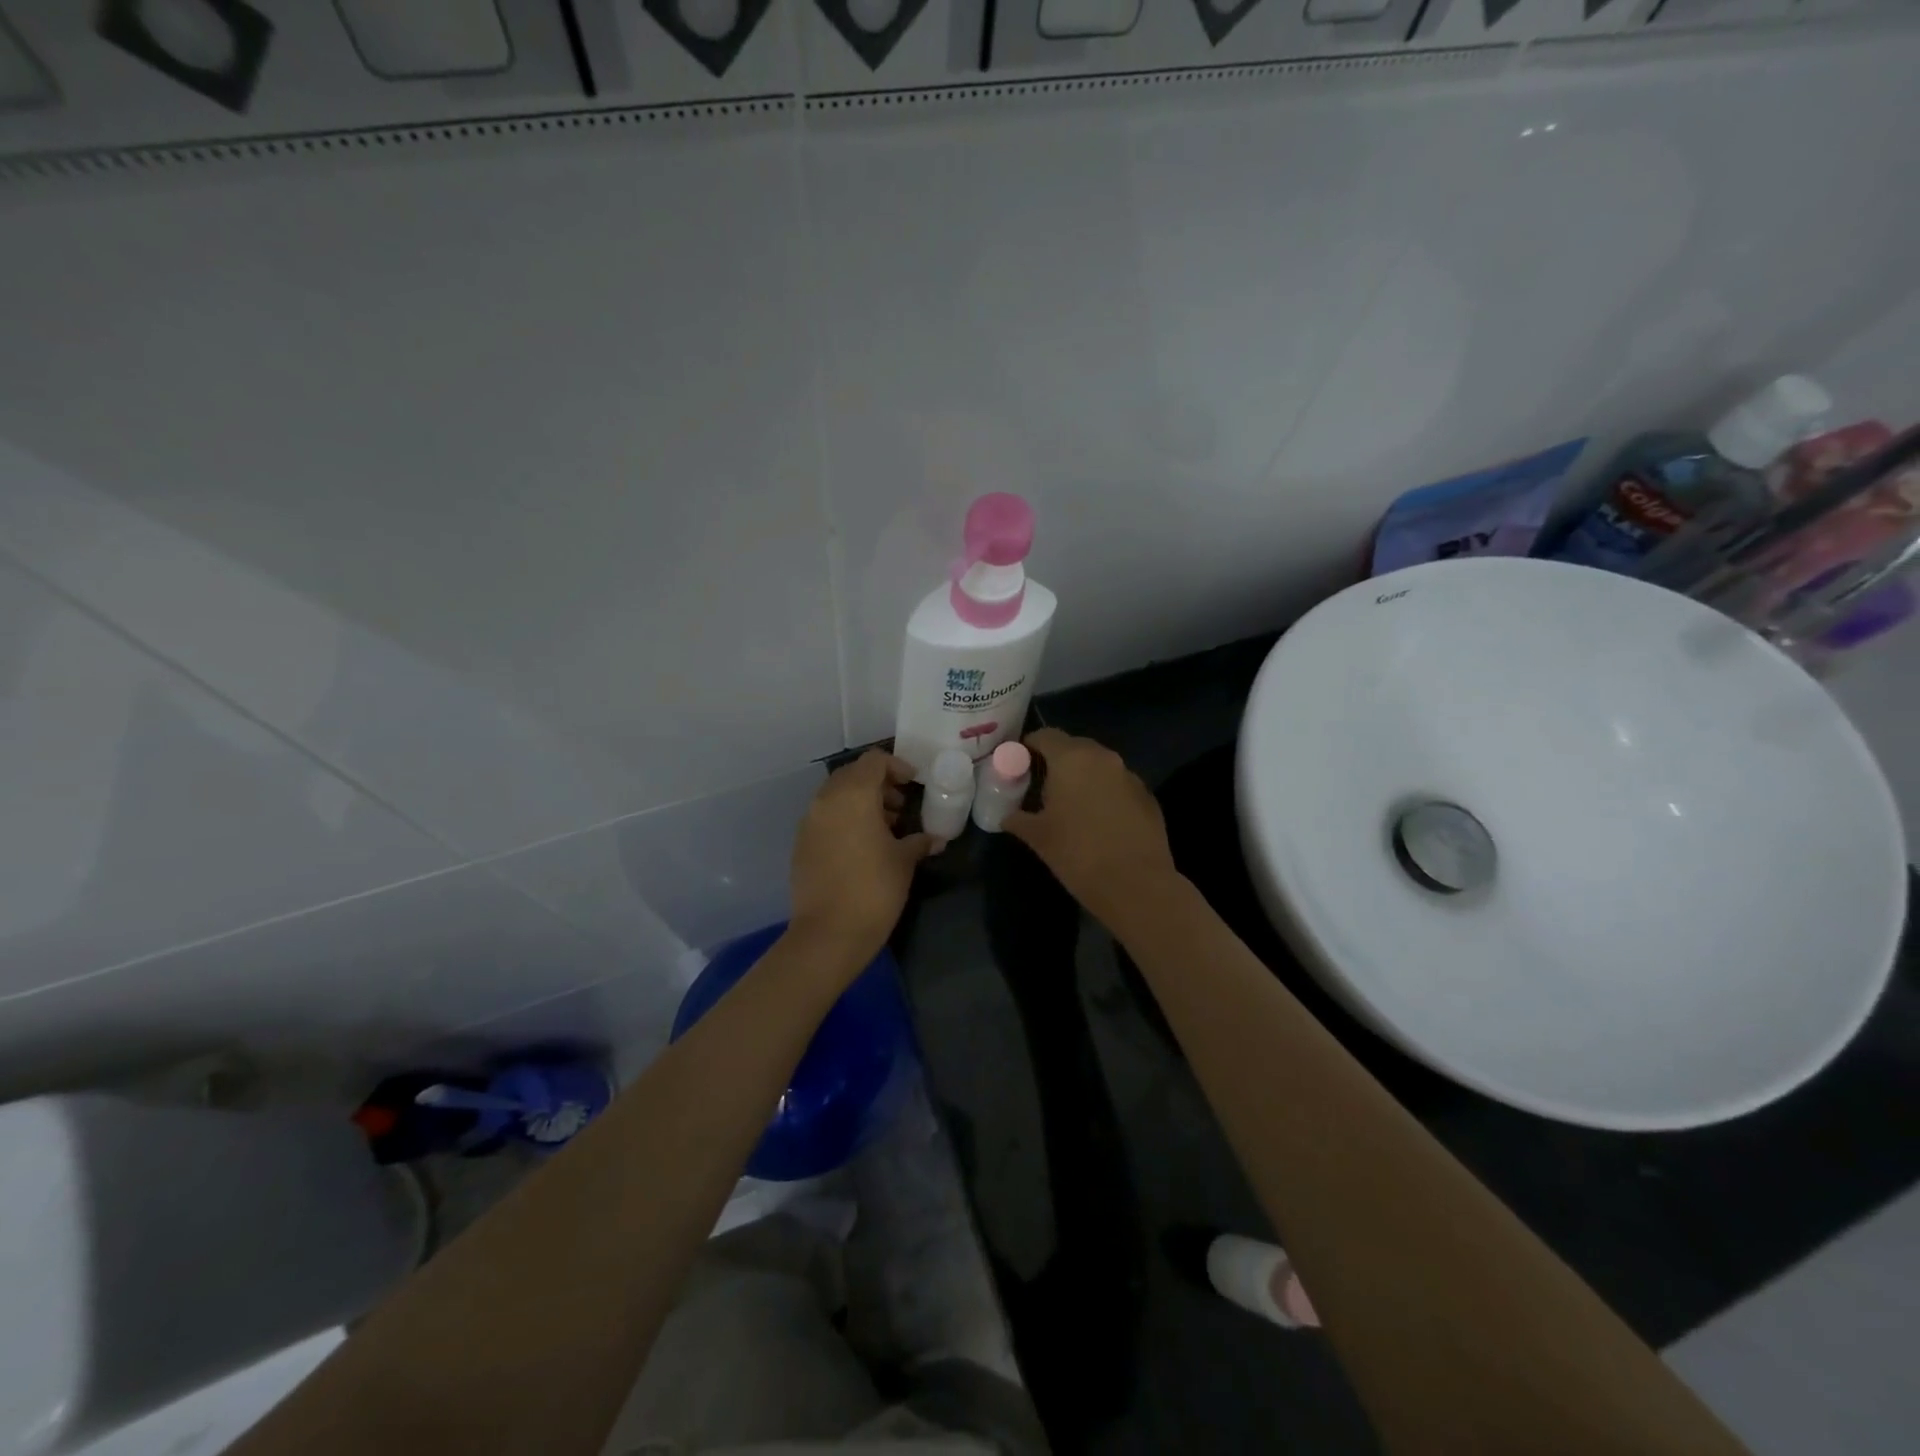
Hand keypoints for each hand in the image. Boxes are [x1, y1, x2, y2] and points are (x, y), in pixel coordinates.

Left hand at [787, 750, 935, 973]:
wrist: (829, 933)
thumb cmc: (874, 889)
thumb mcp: (904, 861)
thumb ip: (919, 841)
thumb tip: (936, 839)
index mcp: (853, 795)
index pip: (873, 761)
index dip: (896, 766)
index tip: (913, 784)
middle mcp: (826, 800)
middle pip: (853, 775)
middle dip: (878, 784)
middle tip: (901, 806)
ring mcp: (809, 821)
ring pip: (837, 796)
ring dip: (861, 802)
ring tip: (886, 828)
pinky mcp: (801, 843)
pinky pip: (826, 817)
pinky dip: (845, 819)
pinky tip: (863, 846)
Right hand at [1004, 728, 1181, 931]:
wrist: (1135, 884)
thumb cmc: (1077, 853)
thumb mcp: (1038, 837)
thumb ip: (1017, 819)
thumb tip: (1006, 815)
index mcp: (1072, 759)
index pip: (1045, 736)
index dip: (1029, 746)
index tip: (1019, 763)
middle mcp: (1103, 758)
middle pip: (1074, 747)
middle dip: (1057, 760)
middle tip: (1042, 784)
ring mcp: (1130, 776)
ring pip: (1099, 766)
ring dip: (1083, 777)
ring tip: (1070, 804)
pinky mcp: (1148, 797)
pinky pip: (1118, 785)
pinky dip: (1105, 793)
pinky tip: (1098, 820)